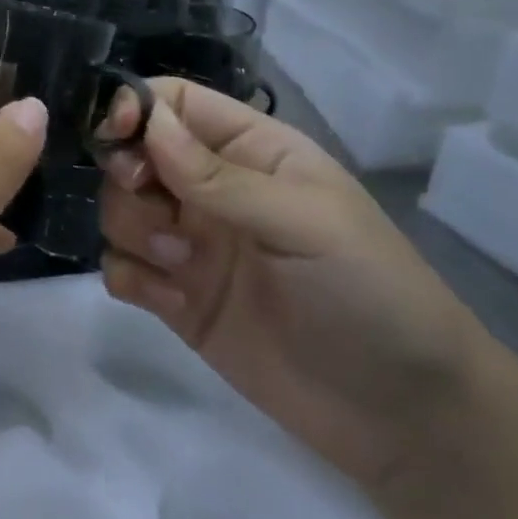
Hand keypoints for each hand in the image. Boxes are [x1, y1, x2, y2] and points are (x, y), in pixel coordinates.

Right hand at [96, 79, 493, 490]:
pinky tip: (175, 302)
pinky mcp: (175, 298)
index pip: (175, 104)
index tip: (117, 137)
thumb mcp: (304, 222)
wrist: (399, 414)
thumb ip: (219, 176)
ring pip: (119, 210)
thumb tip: (148, 124)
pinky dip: (132, 278)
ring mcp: (191, 245)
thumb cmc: (369, 292)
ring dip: (134, 230)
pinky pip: (120, 268)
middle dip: (128, 176)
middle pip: (133, 155)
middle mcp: (211, 190)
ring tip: (183, 264)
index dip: (136, 108)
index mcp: (251, 152)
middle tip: (160, 211)